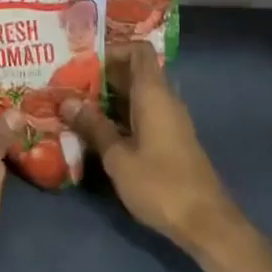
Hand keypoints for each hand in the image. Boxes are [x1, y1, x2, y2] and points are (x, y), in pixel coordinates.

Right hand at [59, 44, 236, 252]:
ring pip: (138, 94)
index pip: (138, 50)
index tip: (83, 61)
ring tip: (77, 106)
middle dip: (103, 75)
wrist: (205, 221)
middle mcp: (165, 99)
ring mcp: (171, 120)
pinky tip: (99, 131)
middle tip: (70, 84)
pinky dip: (122, 114)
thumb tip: (66, 102)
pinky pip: (144, 113)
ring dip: (110, 97)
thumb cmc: (160, 184)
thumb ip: (93, 127)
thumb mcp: (118, 157)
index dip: (113, 49)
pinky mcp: (171, 139)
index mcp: (154, 94)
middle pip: (136, 71)